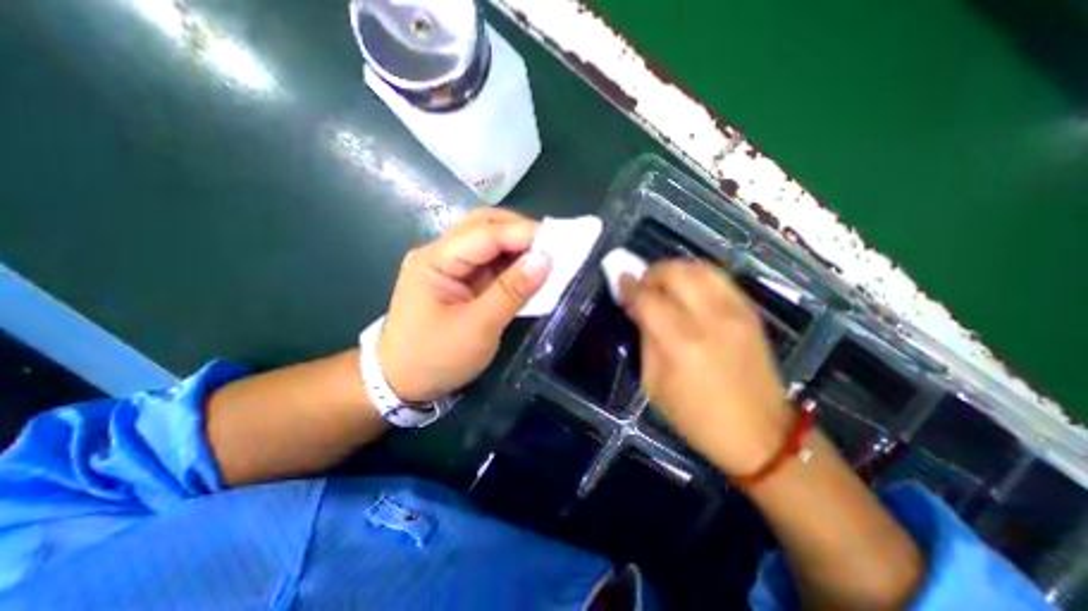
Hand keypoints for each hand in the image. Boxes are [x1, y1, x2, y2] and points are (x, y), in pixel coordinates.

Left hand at [380, 208, 552, 401]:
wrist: (402, 383)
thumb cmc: (435, 359)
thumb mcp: (478, 328)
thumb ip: (512, 291)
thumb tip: (546, 260)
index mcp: (435, 260)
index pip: (484, 233)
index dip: (523, 233)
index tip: (559, 240)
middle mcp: (441, 254)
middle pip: (484, 225)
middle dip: (520, 231)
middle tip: (553, 246)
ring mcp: (450, 266)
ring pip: (489, 241)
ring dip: (518, 246)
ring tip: (547, 257)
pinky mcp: (460, 280)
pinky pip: (491, 262)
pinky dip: (513, 264)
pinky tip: (530, 272)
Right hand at [625, 260, 796, 475]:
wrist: (759, 434)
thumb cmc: (696, 417)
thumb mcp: (655, 383)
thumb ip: (646, 338)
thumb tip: (637, 307)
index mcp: (681, 344)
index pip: (648, 299)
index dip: (630, 286)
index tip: (620, 280)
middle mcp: (710, 320)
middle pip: (676, 273)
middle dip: (653, 273)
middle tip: (643, 285)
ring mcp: (736, 313)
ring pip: (701, 268)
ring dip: (675, 269)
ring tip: (664, 283)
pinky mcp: (751, 313)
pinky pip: (721, 278)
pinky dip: (698, 275)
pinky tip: (689, 289)